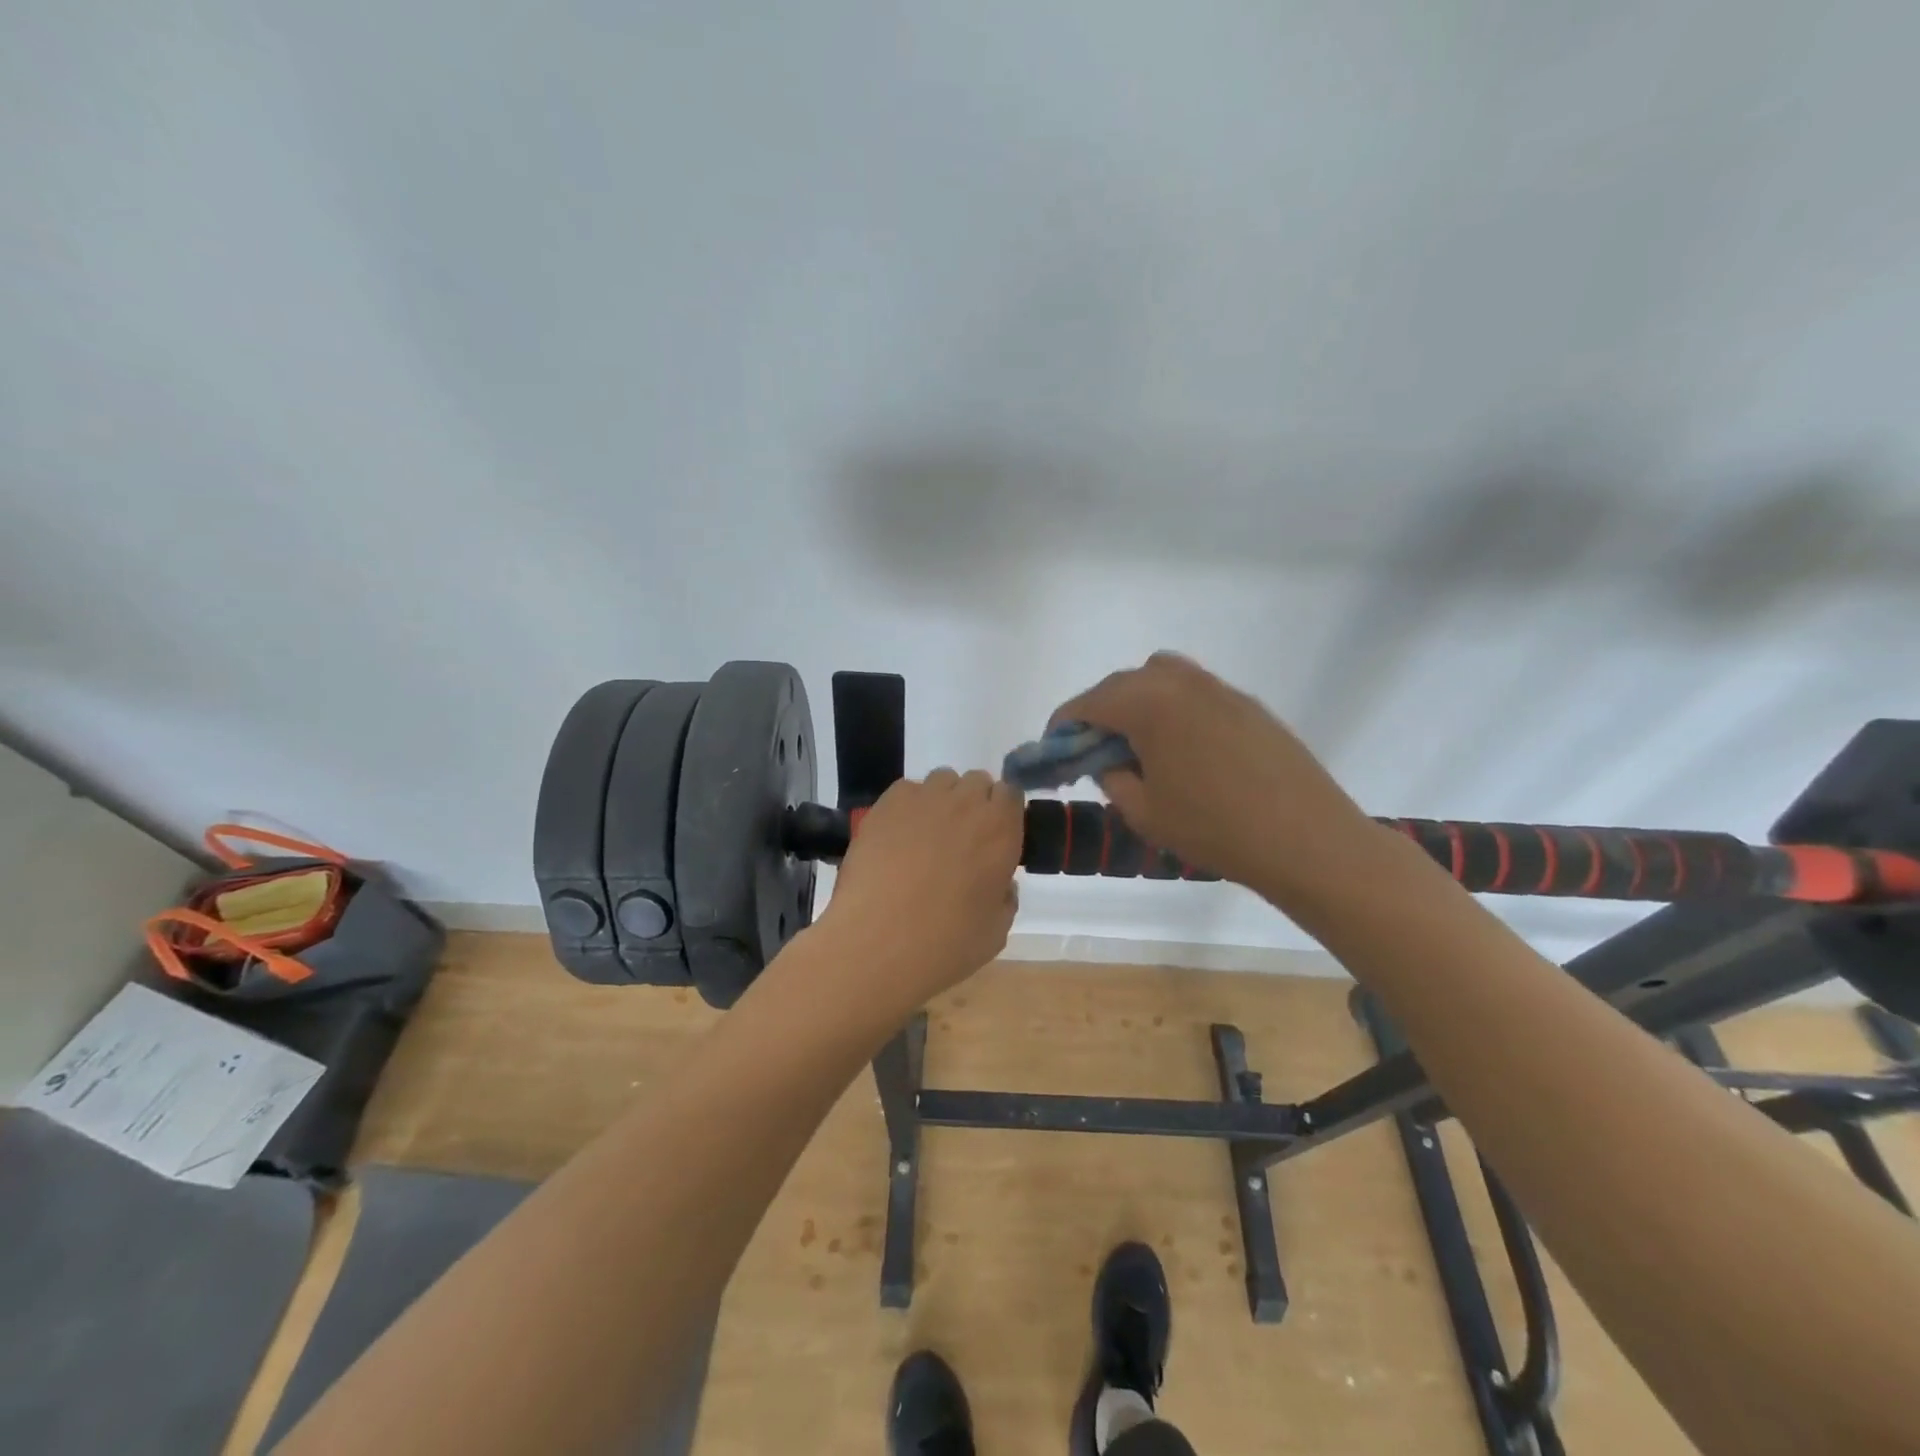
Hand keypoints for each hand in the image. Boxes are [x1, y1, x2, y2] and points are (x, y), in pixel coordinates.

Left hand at [820, 769, 1023, 1007]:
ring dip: (942, 800)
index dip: (1003, 812)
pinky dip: (908, 806)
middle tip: (961, 838)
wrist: (877, 943)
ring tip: (927, 835)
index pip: (1011, 794)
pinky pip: (906, 790)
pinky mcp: (887, 804)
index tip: (995, 836)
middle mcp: (966, 804)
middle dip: (974, 804)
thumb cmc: (945, 944)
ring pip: (942, 780)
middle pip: (977, 782)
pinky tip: (898, 836)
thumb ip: (1005, 897)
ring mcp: (924, 799)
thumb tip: (1000, 883)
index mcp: (1001, 830)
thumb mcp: (996, 931)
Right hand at [1051, 652, 1376, 899]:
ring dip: (1137, 700)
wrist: (1306, 840)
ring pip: (1161, 677)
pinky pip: (1195, 691)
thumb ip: (1113, 777)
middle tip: (1093, 748)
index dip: (1063, 724)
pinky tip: (1183, 748)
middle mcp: (1182, 683)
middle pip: (1123, 683)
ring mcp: (1220, 689)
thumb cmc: (1214, 829)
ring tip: (1138, 742)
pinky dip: (1173, 707)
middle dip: (1099, 710)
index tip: (1054, 746)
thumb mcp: (1144, 812)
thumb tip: (1108, 759)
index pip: (1089, 702)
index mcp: (1149, 704)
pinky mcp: (1248, 704)